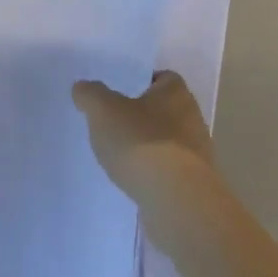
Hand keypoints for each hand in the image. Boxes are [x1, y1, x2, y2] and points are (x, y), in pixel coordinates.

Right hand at [72, 71, 218, 203]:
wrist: (175, 199)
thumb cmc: (141, 142)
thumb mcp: (104, 111)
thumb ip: (90, 95)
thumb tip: (82, 87)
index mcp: (176, 93)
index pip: (162, 77)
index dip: (141, 81)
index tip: (119, 91)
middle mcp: (192, 118)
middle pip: (164, 110)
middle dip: (141, 115)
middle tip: (112, 122)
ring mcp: (195, 152)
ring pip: (166, 140)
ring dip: (146, 145)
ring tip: (118, 154)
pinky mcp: (192, 182)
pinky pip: (167, 169)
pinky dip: (151, 171)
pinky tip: (132, 179)